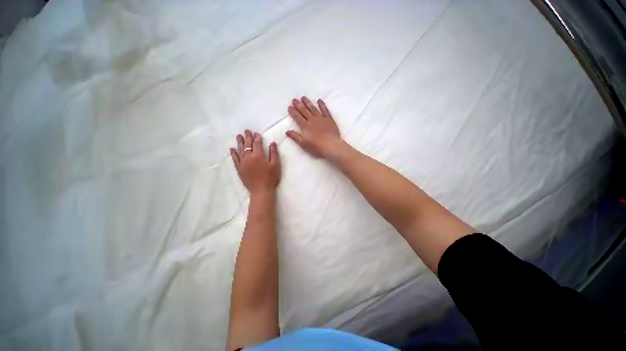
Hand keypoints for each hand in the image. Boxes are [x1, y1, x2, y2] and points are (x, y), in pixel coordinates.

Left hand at [230, 130, 280, 194]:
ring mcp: (243, 163)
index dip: (257, 138)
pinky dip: (233, 153)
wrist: (261, 190)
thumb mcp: (275, 165)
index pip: (257, 143)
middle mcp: (249, 157)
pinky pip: (235, 159)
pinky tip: (231, 149)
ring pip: (240, 150)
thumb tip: (272, 143)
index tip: (257, 133)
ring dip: (239, 142)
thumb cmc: (270, 178)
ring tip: (238, 136)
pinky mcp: (239, 169)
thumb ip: (273, 153)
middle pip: (247, 145)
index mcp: (258, 155)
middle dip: (247, 137)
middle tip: (246, 131)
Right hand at [286, 97, 342, 157]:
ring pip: (313, 108)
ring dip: (308, 103)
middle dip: (298, 105)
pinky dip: (322, 105)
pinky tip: (319, 100)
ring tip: (303, 97)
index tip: (290, 107)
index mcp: (305, 126)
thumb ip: (295, 137)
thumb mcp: (303, 144)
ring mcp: (321, 119)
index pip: (297, 117)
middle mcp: (312, 120)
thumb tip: (287, 131)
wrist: (331, 146)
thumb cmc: (317, 147)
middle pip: (304, 111)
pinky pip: (325, 110)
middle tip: (294, 99)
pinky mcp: (329, 119)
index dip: (293, 112)